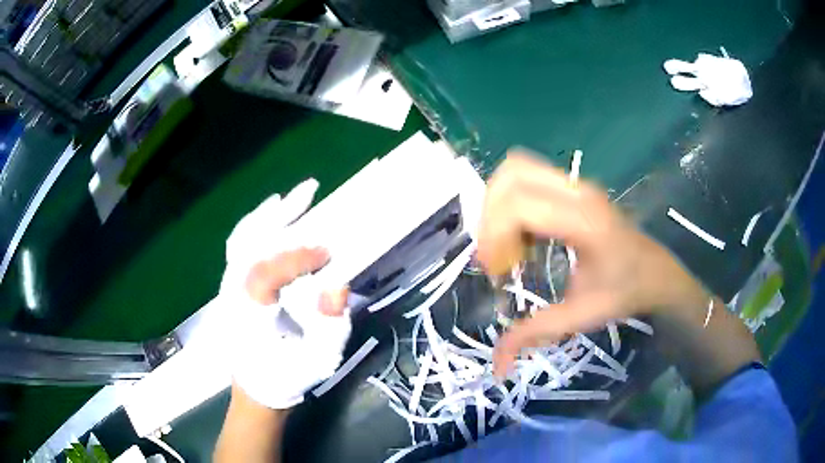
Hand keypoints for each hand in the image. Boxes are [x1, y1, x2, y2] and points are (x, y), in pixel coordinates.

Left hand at [219, 180, 350, 409]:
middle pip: (248, 242)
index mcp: (249, 315)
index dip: (297, 256)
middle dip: (280, 215)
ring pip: (241, 239)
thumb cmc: (288, 376)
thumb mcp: (319, 361)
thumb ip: (332, 326)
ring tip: (290, 197)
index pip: (266, 272)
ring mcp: (228, 287)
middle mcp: (232, 294)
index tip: (327, 251)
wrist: (257, 386)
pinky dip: (254, 225)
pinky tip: (270, 214)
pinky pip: (238, 246)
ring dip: (267, 215)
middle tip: (309, 191)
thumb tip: (337, 285)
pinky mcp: (232, 285)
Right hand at [477, 151, 708, 376]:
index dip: (493, 235)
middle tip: (494, 252)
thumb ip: (535, 334)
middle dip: (490, 212)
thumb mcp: (581, 315)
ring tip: (506, 242)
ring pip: (517, 169)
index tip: (492, 269)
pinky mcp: (573, 187)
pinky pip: (528, 178)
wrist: (656, 272)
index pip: (519, 206)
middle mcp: (577, 191)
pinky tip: (522, 235)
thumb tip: (497, 366)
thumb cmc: (624, 292)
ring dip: (499, 203)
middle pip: (511, 174)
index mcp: (583, 221)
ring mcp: (576, 184)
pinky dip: (512, 201)